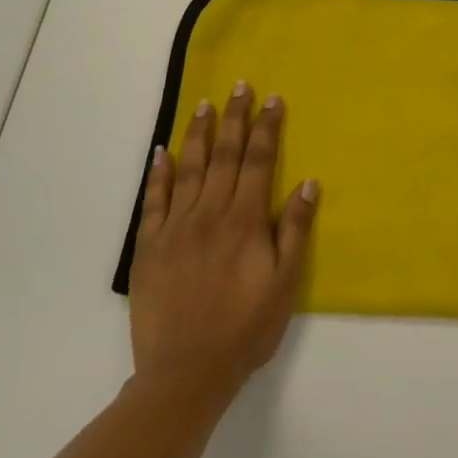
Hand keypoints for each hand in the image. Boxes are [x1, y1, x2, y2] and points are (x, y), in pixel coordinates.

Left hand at [128, 83, 318, 410]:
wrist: (186, 372)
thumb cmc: (246, 328)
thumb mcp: (284, 283)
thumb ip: (294, 230)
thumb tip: (308, 182)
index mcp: (244, 221)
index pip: (257, 161)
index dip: (266, 128)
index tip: (272, 99)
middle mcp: (209, 214)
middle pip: (223, 155)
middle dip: (234, 118)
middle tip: (239, 85)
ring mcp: (175, 228)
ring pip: (188, 169)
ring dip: (198, 134)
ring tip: (204, 104)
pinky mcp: (149, 247)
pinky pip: (153, 201)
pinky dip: (158, 174)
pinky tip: (161, 152)